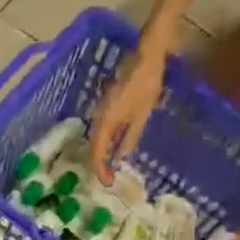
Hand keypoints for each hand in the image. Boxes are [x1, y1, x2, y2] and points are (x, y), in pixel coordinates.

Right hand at [89, 50, 166, 184]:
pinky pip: (101, 131)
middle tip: (109, 178)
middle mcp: (98, 118)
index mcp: (106, 122)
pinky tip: (113, 149)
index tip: (108, 182)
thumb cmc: (147, 84)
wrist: (146, 56)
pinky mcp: (106, 107)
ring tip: (110, 167)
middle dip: (99, 165)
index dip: (100, 170)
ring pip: (95, 140)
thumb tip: (121, 158)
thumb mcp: (142, 114)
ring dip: (100, 155)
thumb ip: (130, 137)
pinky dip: (104, 144)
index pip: (97, 153)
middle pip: (93, 148)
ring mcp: (101, 112)